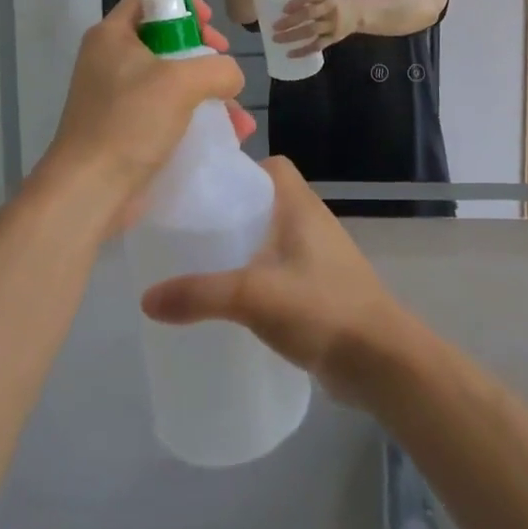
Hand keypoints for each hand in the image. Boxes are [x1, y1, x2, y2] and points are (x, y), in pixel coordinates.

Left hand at [33, 0, 254, 237]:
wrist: (90, 190)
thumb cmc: (130, 121)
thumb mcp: (182, 83)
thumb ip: (218, 68)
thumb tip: (231, 77)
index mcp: (112, 36)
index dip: (182, 4)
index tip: (210, 23)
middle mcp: (111, 61)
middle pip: (166, 41)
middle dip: (205, 56)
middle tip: (224, 68)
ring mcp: (118, 97)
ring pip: (173, 81)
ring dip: (209, 94)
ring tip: (239, 118)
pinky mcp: (127, 129)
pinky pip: (169, 112)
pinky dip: (197, 119)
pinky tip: (230, 136)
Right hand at [140, 158, 414, 407]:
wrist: (380, 361)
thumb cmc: (322, 309)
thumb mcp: (254, 296)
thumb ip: (201, 295)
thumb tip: (147, 299)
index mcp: (302, 207)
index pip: (272, 167)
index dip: (241, 170)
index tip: (205, 190)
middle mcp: (312, 224)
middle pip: (268, 203)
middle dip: (233, 214)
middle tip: (192, 233)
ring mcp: (320, 259)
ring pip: (274, 240)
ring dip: (245, 249)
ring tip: (203, 268)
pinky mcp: (322, 291)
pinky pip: (283, 272)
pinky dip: (259, 279)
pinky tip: (234, 305)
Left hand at [272, 0, 359, 56]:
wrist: (357, 14)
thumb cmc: (332, 4)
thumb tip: (278, 1)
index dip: (297, 1)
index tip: (283, 9)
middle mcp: (330, 9)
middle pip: (309, 14)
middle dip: (291, 21)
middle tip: (274, 26)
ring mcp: (333, 25)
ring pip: (312, 31)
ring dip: (293, 36)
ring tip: (277, 39)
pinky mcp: (333, 38)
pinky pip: (317, 46)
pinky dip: (303, 51)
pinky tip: (289, 54)